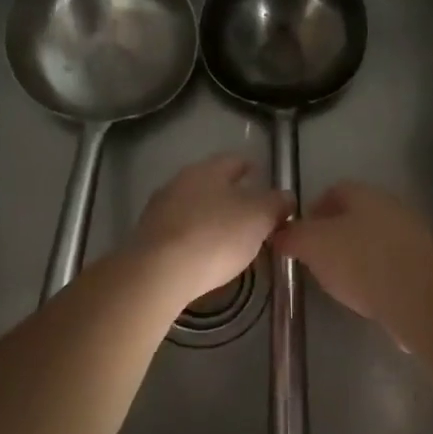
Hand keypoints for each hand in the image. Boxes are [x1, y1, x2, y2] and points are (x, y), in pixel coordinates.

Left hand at [132, 154, 293, 305]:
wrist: (158, 273)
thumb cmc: (215, 236)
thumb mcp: (259, 218)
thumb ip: (276, 204)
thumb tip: (285, 197)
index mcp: (207, 170)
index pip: (234, 160)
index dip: (250, 167)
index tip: (261, 175)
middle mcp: (179, 182)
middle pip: (211, 183)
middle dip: (230, 194)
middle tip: (250, 211)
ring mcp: (158, 210)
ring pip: (192, 206)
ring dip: (210, 216)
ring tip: (229, 236)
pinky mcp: (147, 238)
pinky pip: (178, 231)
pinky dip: (193, 237)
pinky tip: (203, 254)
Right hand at [273, 181, 432, 326]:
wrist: (417, 298)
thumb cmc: (360, 262)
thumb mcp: (312, 246)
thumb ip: (292, 236)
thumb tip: (278, 234)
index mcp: (364, 193)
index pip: (333, 191)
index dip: (312, 211)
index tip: (299, 236)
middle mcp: (391, 205)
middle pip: (355, 214)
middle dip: (334, 233)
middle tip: (316, 258)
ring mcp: (412, 233)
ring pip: (374, 237)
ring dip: (356, 253)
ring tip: (339, 279)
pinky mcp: (424, 262)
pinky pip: (391, 260)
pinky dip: (376, 271)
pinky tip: (366, 292)